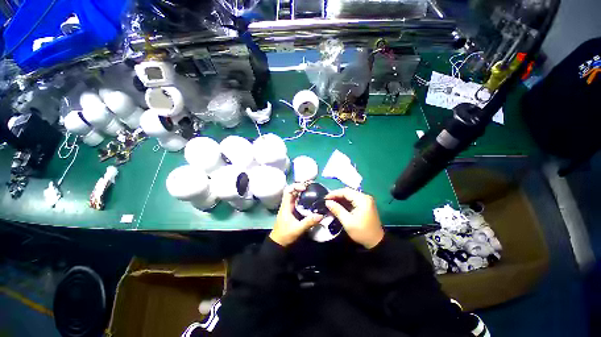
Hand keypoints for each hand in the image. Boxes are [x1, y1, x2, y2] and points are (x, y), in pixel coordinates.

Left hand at [270, 183, 323, 246]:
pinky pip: (299, 202)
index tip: (305, 189)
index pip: (288, 191)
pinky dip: (304, 199)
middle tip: (312, 186)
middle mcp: (287, 204)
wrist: (278, 244)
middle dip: (302, 187)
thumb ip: (309, 222)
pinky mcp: (293, 212)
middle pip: (293, 191)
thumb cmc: (285, 235)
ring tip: (314, 190)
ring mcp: (290, 208)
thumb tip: (321, 215)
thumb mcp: (298, 229)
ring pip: (296, 196)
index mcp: (286, 206)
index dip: (296, 186)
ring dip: (303, 192)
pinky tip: (312, 200)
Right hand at [325, 188, 383, 248]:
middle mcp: (365, 197)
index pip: (346, 191)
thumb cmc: (362, 232)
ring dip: (340, 198)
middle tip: (327, 200)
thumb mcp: (347, 222)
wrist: (376, 242)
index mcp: (362, 199)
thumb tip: (327, 202)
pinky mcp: (365, 204)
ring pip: (350, 195)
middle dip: (336, 195)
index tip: (325, 198)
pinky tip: (338, 205)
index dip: (334, 193)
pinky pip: (353, 200)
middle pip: (348, 192)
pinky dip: (345, 202)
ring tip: (330, 203)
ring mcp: (366, 200)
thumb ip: (337, 210)